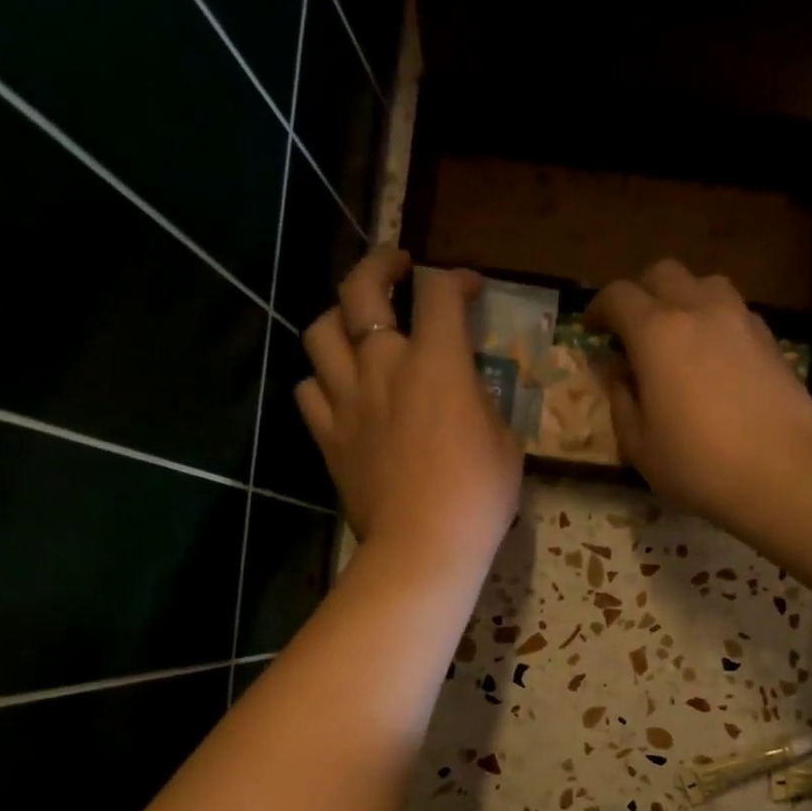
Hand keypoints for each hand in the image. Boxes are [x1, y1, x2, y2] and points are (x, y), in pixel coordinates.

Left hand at [299, 248, 522, 565]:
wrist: (424, 546)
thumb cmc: (478, 496)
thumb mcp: (503, 441)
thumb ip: (480, 402)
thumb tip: (465, 391)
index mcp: (436, 363)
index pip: (438, 291)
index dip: (456, 278)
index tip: (470, 289)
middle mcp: (383, 366)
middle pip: (361, 288)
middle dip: (380, 263)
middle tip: (398, 266)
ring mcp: (347, 400)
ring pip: (320, 332)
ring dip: (339, 318)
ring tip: (357, 327)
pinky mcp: (329, 436)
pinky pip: (308, 391)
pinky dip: (322, 381)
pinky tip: (339, 389)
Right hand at [585, 260, 811, 525]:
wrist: (782, 473)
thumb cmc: (699, 466)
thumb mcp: (641, 447)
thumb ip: (622, 404)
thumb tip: (619, 376)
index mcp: (657, 334)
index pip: (618, 296)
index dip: (598, 308)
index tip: (592, 329)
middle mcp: (699, 311)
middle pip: (663, 274)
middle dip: (641, 293)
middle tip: (632, 330)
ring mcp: (741, 320)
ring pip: (705, 284)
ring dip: (683, 300)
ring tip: (678, 338)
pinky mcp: (771, 340)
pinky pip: (735, 312)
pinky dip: (715, 322)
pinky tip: (715, 359)